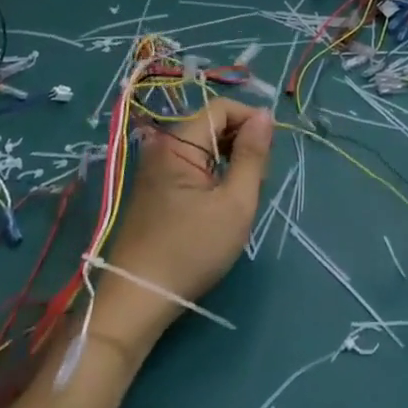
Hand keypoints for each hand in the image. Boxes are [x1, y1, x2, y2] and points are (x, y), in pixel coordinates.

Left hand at [98, 97, 273, 347]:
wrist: (137, 299)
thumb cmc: (191, 250)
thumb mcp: (235, 203)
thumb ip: (253, 155)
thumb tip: (265, 115)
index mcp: (179, 142)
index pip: (223, 108)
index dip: (250, 120)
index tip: (270, 152)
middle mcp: (163, 146)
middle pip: (212, 124)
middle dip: (241, 143)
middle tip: (257, 180)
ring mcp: (155, 167)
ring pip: (204, 146)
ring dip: (228, 161)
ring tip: (240, 195)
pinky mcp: (154, 187)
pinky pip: (191, 164)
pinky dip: (212, 174)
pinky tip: (219, 203)